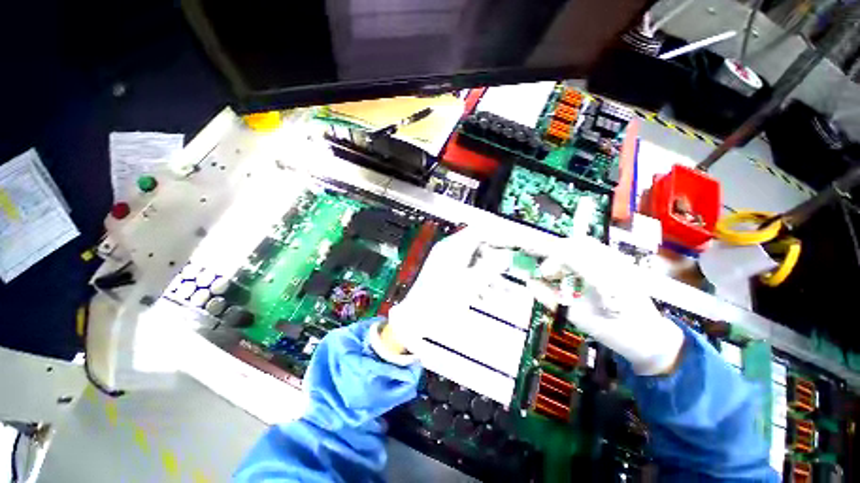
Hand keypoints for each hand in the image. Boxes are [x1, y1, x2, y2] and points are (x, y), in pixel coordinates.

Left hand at [382, 228, 513, 357]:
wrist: (416, 317)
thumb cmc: (440, 299)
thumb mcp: (470, 283)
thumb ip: (490, 267)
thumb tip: (506, 256)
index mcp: (453, 247)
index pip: (480, 231)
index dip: (499, 237)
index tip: (512, 246)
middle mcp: (449, 251)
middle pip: (478, 247)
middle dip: (494, 261)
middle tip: (506, 272)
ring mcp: (446, 262)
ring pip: (474, 262)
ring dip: (488, 274)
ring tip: (500, 291)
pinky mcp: (445, 275)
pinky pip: (466, 272)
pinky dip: (477, 281)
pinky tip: (484, 296)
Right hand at [528, 235, 683, 374]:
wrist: (652, 338)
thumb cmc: (616, 333)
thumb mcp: (579, 318)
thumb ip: (551, 298)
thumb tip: (529, 281)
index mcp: (607, 281)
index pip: (572, 256)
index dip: (551, 261)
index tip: (540, 273)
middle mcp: (616, 265)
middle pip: (578, 244)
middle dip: (555, 254)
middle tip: (546, 272)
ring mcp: (621, 262)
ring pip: (585, 244)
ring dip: (565, 253)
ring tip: (558, 272)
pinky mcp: (621, 263)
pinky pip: (593, 250)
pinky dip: (575, 255)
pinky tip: (572, 271)